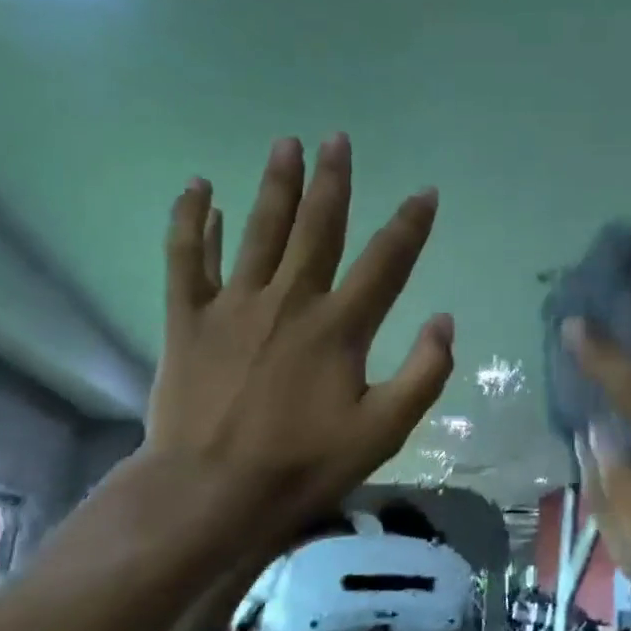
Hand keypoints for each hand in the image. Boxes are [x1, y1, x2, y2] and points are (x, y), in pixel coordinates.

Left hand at [142, 134, 452, 550]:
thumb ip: (423, 375)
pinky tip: (199, 190)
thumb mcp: (383, 432)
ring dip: (275, 185)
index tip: (425, 192)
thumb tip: (444, 320)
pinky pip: (186, 258)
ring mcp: (234, 305)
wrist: (210, 491)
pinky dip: (192, 222)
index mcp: (339, 328)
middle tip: (336, 139)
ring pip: (259, 230)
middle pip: (318, 228)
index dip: (410, 225)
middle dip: (332, 182)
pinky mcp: (187, 318)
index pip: (386, 263)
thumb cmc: (303, 464)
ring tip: (285, 144)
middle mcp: (289, 301)